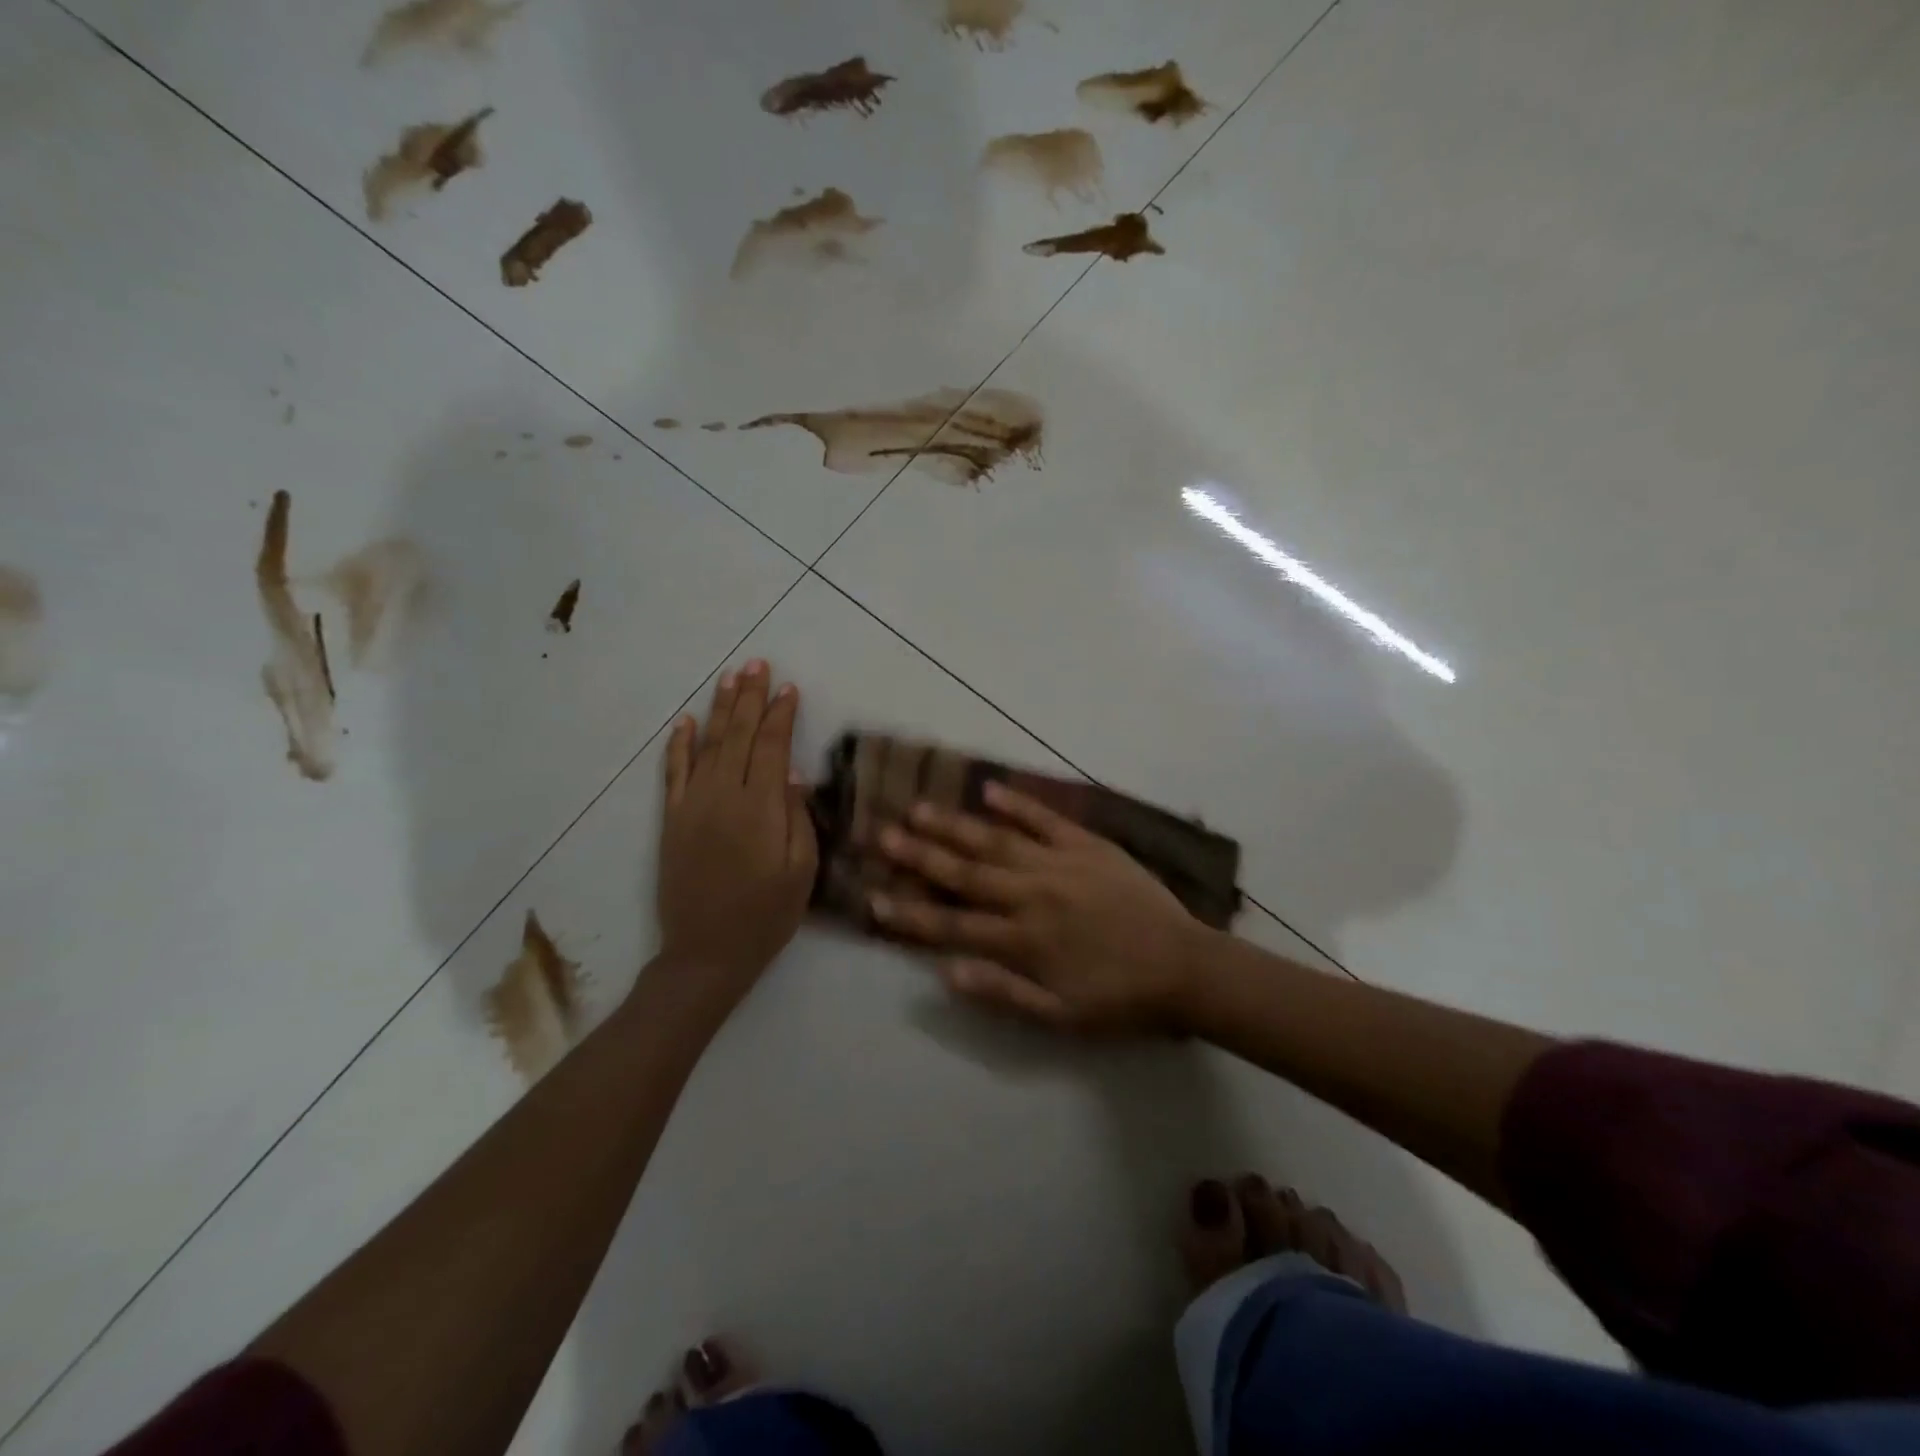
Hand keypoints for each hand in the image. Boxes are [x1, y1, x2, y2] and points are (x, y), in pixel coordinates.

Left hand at [655, 660, 816, 1014]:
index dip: (781, 715)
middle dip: (750, 698)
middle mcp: (724, 797)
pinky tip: (686, 722)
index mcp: (760, 809)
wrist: (706, 953)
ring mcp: (692, 806)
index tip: (790, 689)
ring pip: (709, 745)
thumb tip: (793, 774)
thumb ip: (798, 819)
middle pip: (739, 736)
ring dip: (720, 709)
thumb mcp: (801, 872)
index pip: (772, 748)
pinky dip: (679, 745)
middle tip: (758, 664)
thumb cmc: (766, 916)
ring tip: (731, 678)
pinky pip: (673, 773)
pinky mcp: (672, 820)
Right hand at [871, 780, 1207, 1032]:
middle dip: (919, 854)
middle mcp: (1033, 895)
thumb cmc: (1120, 999)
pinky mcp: (1088, 846)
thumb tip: (944, 973)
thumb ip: (1002, 993)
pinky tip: (988, 788)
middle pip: (965, 872)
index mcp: (1024, 940)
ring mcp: (1060, 864)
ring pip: (996, 841)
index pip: (954, 925)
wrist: (1186, 967)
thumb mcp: (1060, 1017)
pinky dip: (1017, 803)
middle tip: (881, 833)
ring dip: (955, 825)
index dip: (911, 913)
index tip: (873, 897)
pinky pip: (1046, 819)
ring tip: (919, 807)